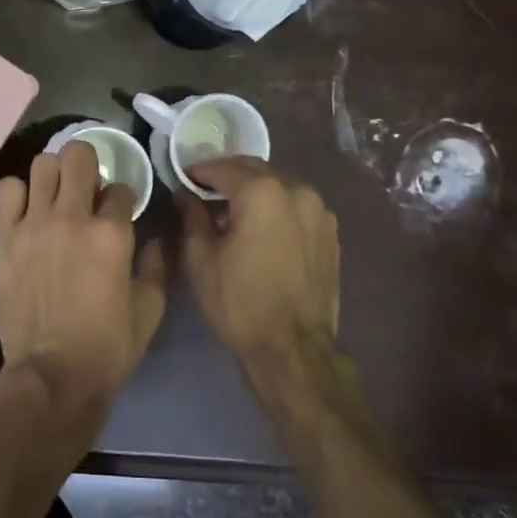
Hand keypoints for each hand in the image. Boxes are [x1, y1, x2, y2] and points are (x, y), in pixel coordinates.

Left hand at [0, 141, 167, 416]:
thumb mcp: (150, 308)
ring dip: (54, 175)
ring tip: (56, 196)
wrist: (53, 374)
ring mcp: (34, 225)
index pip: (121, 189)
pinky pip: (7, 190)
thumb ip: (158, 265)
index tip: (118, 214)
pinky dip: (19, 193)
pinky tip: (27, 211)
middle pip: (79, 156)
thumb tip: (155, 239)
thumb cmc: (108, 346)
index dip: (123, 200)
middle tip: (88, 189)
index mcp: (112, 234)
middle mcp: (72, 218)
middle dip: (90, 166)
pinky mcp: (5, 238)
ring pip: (42, 164)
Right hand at [177, 158, 349, 425]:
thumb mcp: (201, 259)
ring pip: (280, 188)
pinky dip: (277, 211)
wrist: (293, 349)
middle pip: (256, 172)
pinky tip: (262, 233)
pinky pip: (297, 210)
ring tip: (234, 214)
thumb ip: (192, 217)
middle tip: (205, 192)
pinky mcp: (331, 236)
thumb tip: (187, 196)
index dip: (200, 171)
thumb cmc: (239, 302)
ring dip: (255, 193)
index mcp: (263, 192)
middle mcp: (298, 192)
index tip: (184, 179)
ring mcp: (321, 213)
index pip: (225, 168)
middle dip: (230, 178)